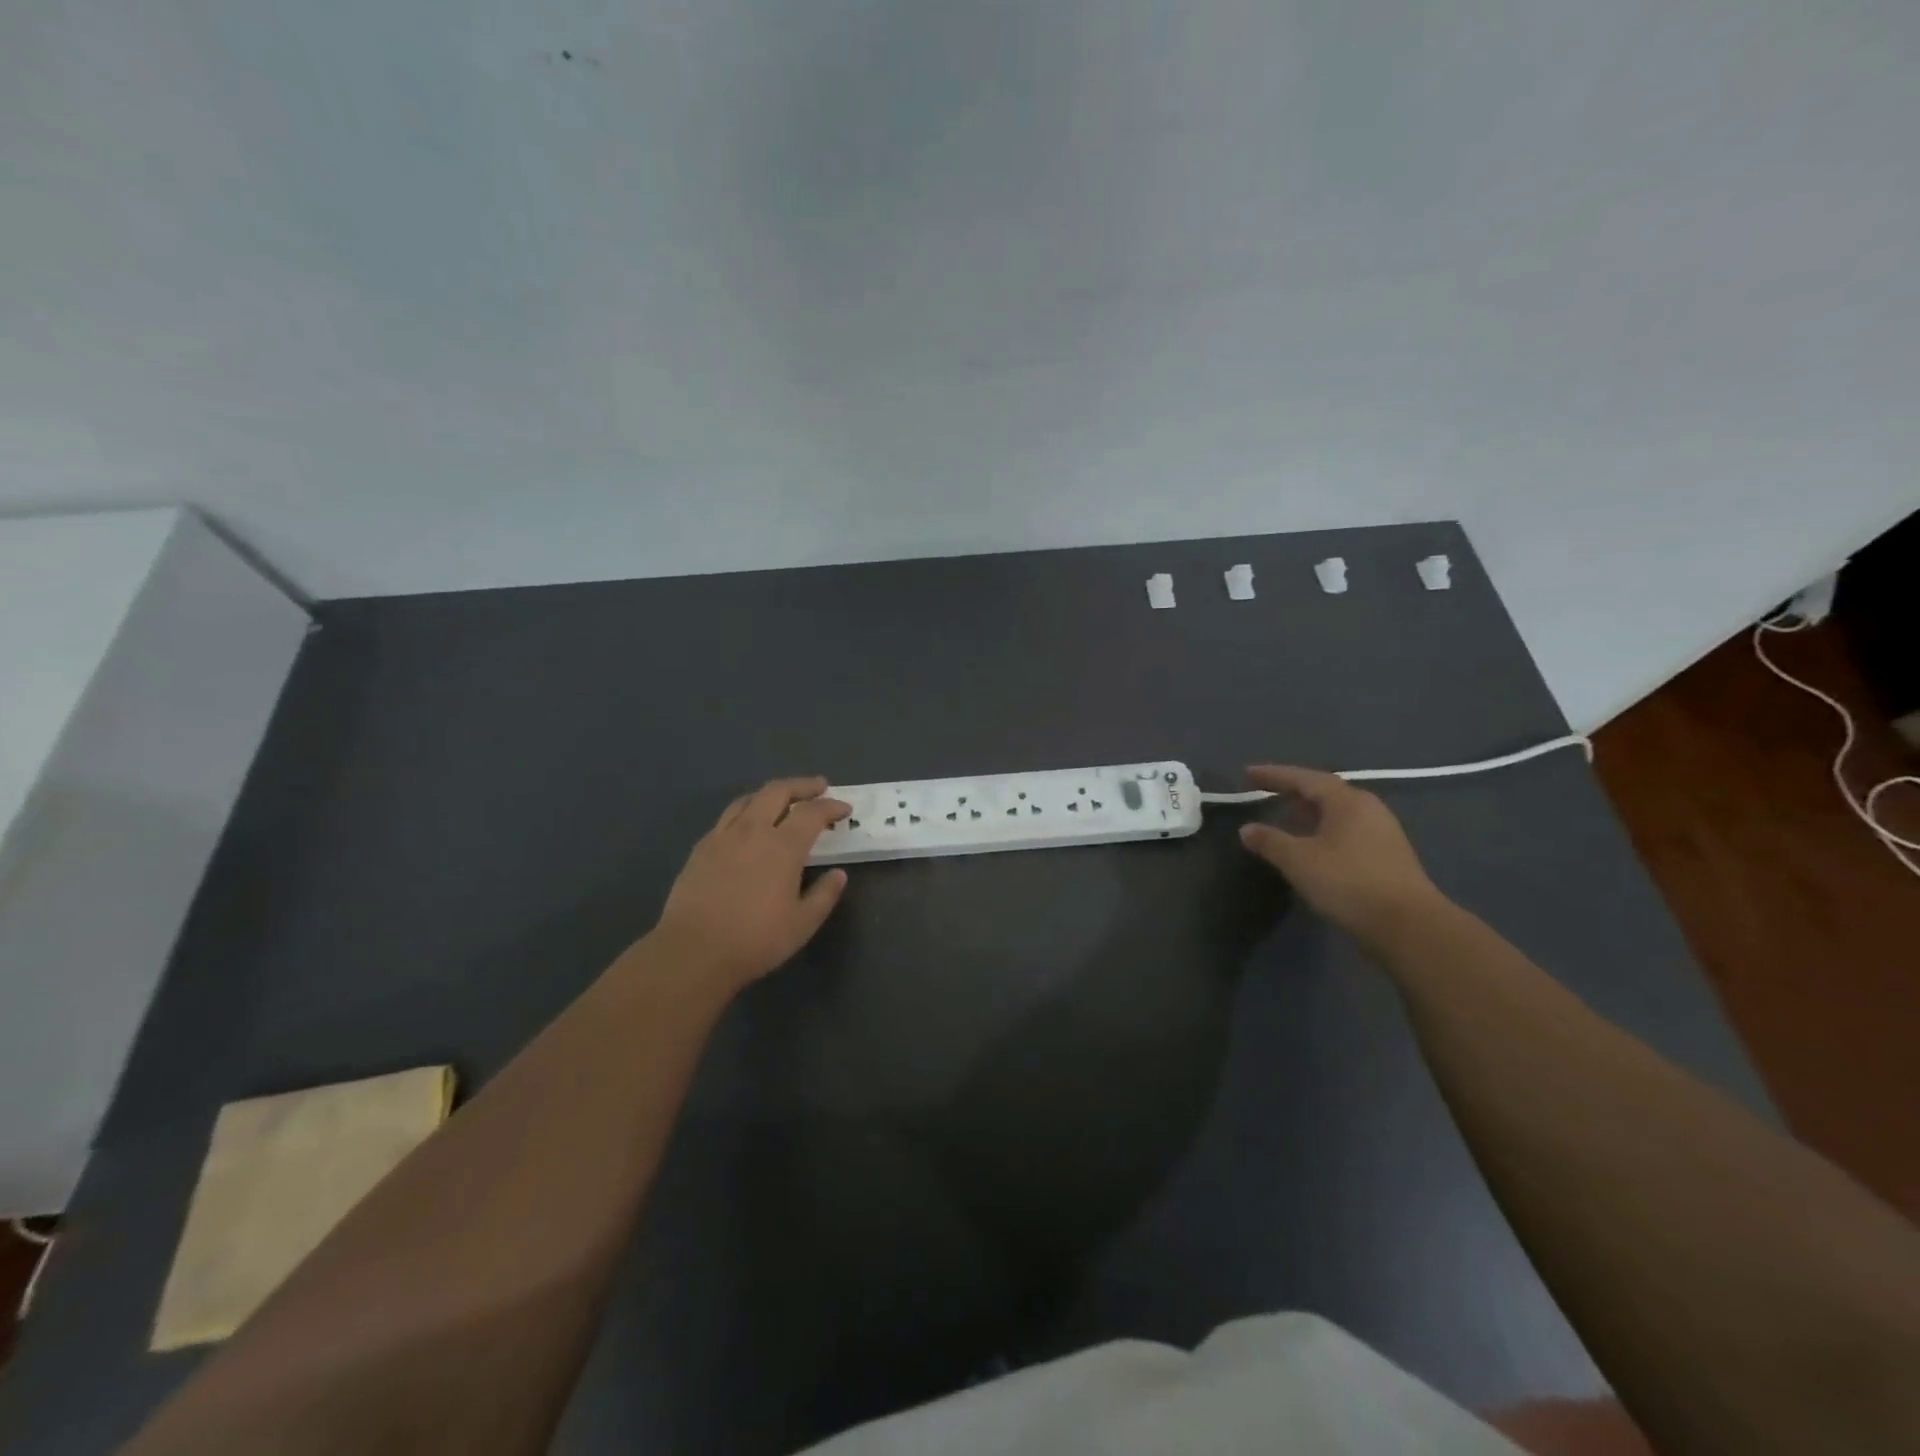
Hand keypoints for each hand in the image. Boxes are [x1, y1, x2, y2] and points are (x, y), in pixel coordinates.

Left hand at [646, 777, 849, 992]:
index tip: (844, 809)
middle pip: (778, 791)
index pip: (812, 813)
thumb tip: (839, 874)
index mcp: (783, 847)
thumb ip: (824, 895)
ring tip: (783, 800)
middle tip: (819, 787)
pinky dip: (746, 811)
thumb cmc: (755, 940)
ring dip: (772, 794)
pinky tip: (747, 826)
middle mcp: (753, 831)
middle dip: (802, 786)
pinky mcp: (701, 848)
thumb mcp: (802, 924)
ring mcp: (722, 836)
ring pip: (749, 799)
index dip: (831, 806)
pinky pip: (727, 817)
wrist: (692, 952)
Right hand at [1236, 765, 1445, 943]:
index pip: (1304, 778)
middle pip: (1324, 792)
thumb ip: (1270, 841)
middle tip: (1266, 794)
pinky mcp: (1388, 856)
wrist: (1408, 926)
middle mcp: (1368, 809)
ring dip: (1309, 814)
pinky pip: (1348, 832)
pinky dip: (1323, 832)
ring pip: (1337, 813)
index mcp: (1347, 801)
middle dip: (1293, 792)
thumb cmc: (1348, 882)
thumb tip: (1247, 829)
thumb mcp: (1299, 860)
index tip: (1248, 774)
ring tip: (1286, 821)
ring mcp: (1383, 832)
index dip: (1274, 775)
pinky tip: (1312, 848)